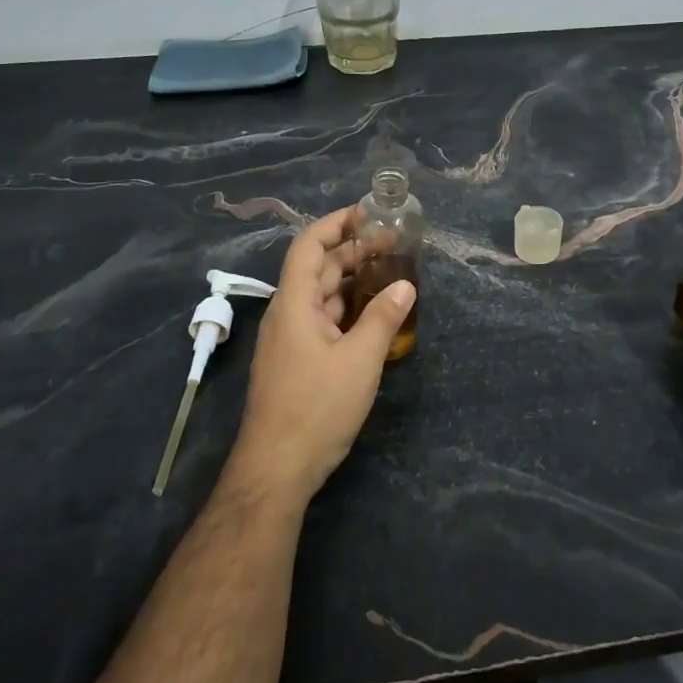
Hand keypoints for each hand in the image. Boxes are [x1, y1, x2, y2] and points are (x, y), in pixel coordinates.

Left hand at [227, 206, 415, 503]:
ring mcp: (290, 340)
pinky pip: (323, 321)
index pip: (309, 246)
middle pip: (318, 269)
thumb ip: (383, 318)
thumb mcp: (359, 360)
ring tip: (390, 271)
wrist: (276, 469)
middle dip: (353, 250)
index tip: (367, 213)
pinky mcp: (297, 362)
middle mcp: (287, 315)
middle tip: (393, 242)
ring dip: (352, 280)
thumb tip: (405, 286)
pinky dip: (348, 309)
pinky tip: (374, 314)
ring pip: (322, 296)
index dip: (335, 224)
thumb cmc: (316, 407)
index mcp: (294, 304)